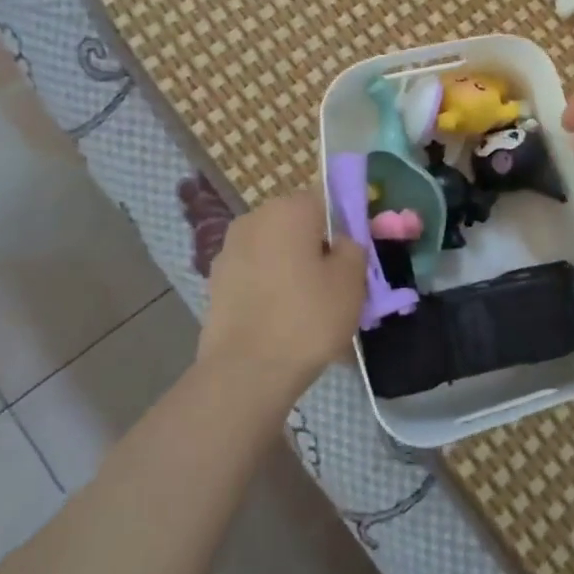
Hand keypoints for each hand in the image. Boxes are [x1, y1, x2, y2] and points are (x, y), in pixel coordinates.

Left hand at [198, 190, 367, 399]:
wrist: (245, 373)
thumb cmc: (307, 318)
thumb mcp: (352, 280)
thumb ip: (353, 247)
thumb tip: (341, 241)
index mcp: (289, 208)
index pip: (328, 200)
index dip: (347, 225)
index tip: (357, 256)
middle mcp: (254, 218)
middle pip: (299, 225)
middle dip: (318, 248)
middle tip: (339, 285)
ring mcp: (230, 250)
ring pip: (277, 252)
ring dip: (294, 269)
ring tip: (311, 309)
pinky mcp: (216, 282)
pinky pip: (257, 276)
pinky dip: (272, 289)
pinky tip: (285, 321)